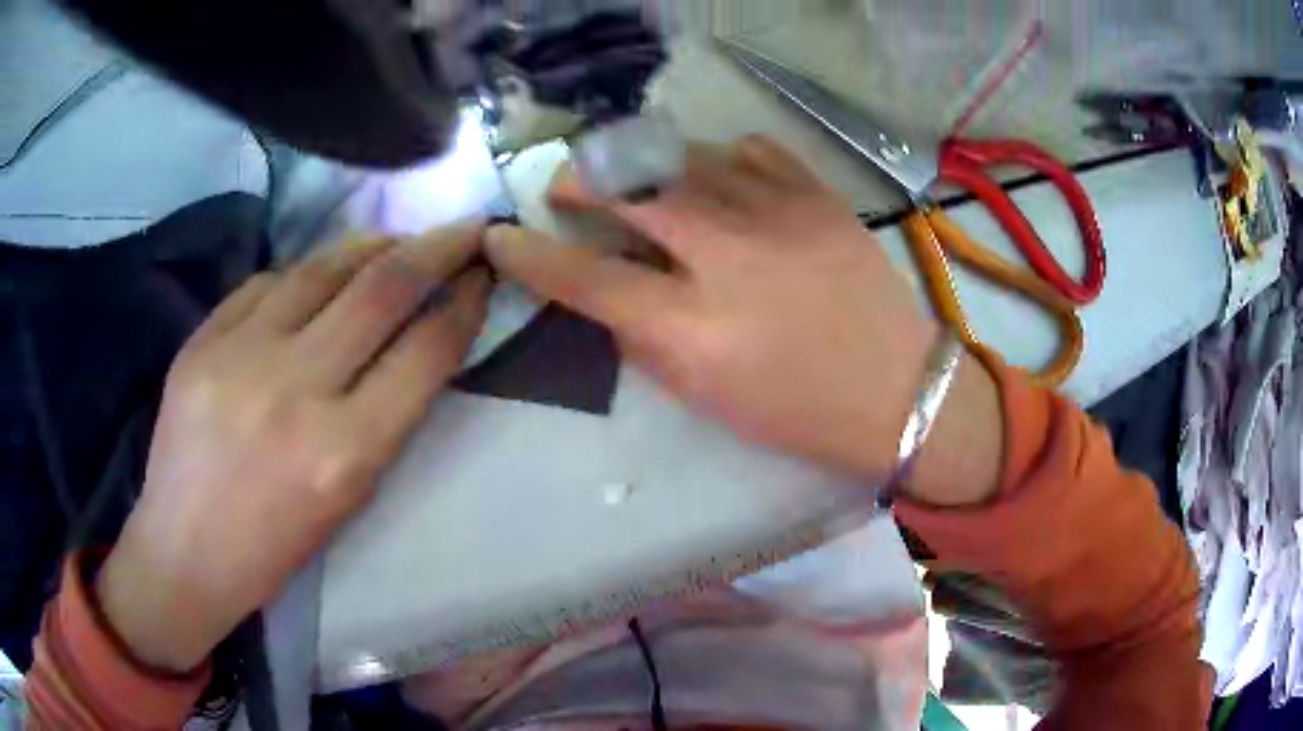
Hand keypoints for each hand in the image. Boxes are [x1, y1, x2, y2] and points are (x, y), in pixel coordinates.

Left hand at [98, 229, 490, 671]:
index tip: (483, 275)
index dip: (466, 303)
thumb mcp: (350, 497)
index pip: (426, 351)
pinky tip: (320, 276)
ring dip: (373, 245)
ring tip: (397, 240)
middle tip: (465, 229)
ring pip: (322, 268)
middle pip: (381, 289)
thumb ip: (386, 414)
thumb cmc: (276, 548)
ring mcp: (239, 355)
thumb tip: (418, 337)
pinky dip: (306, 273)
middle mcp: (294, 392)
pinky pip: (267, 282)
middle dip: (438, 248)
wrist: (185, 553)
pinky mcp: (201, 339)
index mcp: (344, 453)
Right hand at [486, 136, 1002, 505]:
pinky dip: (718, 160)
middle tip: (568, 186)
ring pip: (684, 156)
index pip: (585, 276)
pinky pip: (749, 151)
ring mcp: (779, 214)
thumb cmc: (797, 411)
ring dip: (644, 165)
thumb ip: (643, 338)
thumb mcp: (703, 395)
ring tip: (639, 181)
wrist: (897, 390)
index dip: (530, 254)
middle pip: (629, 189)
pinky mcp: (818, 195)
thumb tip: (608, 291)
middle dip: (581, 179)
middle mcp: (728, 255)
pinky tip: (717, 180)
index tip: (501, 237)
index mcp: (693, 326)